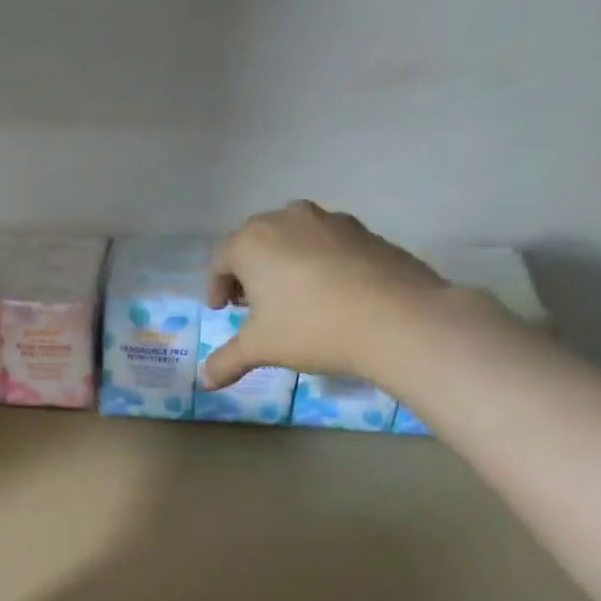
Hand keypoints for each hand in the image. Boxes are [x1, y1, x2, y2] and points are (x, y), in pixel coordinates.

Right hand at [201, 201, 451, 388]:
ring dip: (280, 263)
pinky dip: (314, 263)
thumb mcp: (259, 349)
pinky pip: (323, 244)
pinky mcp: (363, 230)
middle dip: (247, 272)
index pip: (220, 260)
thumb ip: (226, 362)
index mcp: (252, 241)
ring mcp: (329, 220)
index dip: (216, 287)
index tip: (221, 310)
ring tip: (287, 297)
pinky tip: (324, 294)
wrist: (396, 318)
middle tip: (249, 303)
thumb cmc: (310, 327)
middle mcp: (287, 219)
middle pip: (254, 242)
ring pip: (291, 238)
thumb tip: (205, 381)